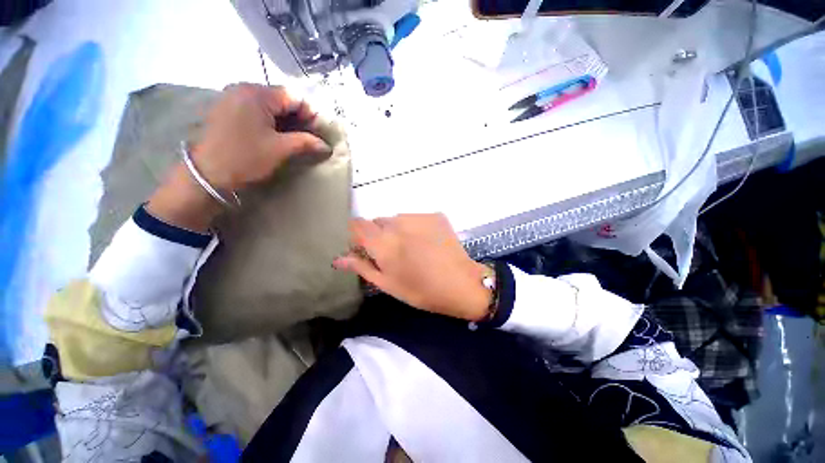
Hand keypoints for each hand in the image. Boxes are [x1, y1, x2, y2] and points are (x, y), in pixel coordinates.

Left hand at [147, 84, 330, 230]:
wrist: (206, 174)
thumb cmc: (245, 158)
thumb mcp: (280, 150)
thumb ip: (306, 142)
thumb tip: (326, 146)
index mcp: (257, 94)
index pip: (294, 96)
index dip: (311, 114)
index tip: (318, 134)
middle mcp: (243, 88)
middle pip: (282, 98)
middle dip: (298, 118)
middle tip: (308, 138)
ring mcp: (232, 97)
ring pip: (269, 104)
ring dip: (285, 120)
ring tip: (293, 139)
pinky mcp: (226, 108)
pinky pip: (255, 109)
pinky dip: (270, 120)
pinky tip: (274, 135)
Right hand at [333, 214, 491, 321]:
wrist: (461, 284)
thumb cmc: (421, 290)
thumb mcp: (388, 284)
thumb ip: (362, 267)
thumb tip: (339, 259)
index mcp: (382, 243)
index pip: (357, 225)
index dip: (357, 234)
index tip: (363, 246)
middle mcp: (397, 224)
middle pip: (377, 222)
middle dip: (378, 234)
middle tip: (391, 253)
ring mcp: (418, 217)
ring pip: (396, 219)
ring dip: (397, 230)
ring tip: (412, 248)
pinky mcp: (434, 215)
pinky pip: (415, 217)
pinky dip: (415, 227)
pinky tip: (426, 242)